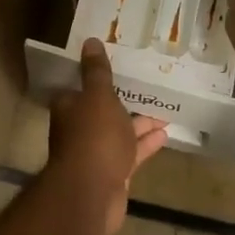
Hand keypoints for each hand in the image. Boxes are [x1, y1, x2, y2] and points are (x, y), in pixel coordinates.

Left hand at [48, 38, 168, 232]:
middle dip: (124, 103)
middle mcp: (79, 129)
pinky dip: (145, 144)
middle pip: (103, 111)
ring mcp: (96, 154)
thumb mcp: (99, 97)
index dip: (98, 80)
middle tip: (148, 90)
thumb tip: (89, 41)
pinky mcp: (112, 173)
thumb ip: (97, 72)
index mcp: (70, 108)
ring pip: (120, 133)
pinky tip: (165, 135)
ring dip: (140, 124)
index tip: (119, 69)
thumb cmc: (94, 137)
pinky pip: (131, 153)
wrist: (91, 193)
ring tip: (164, 112)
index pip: (81, 89)